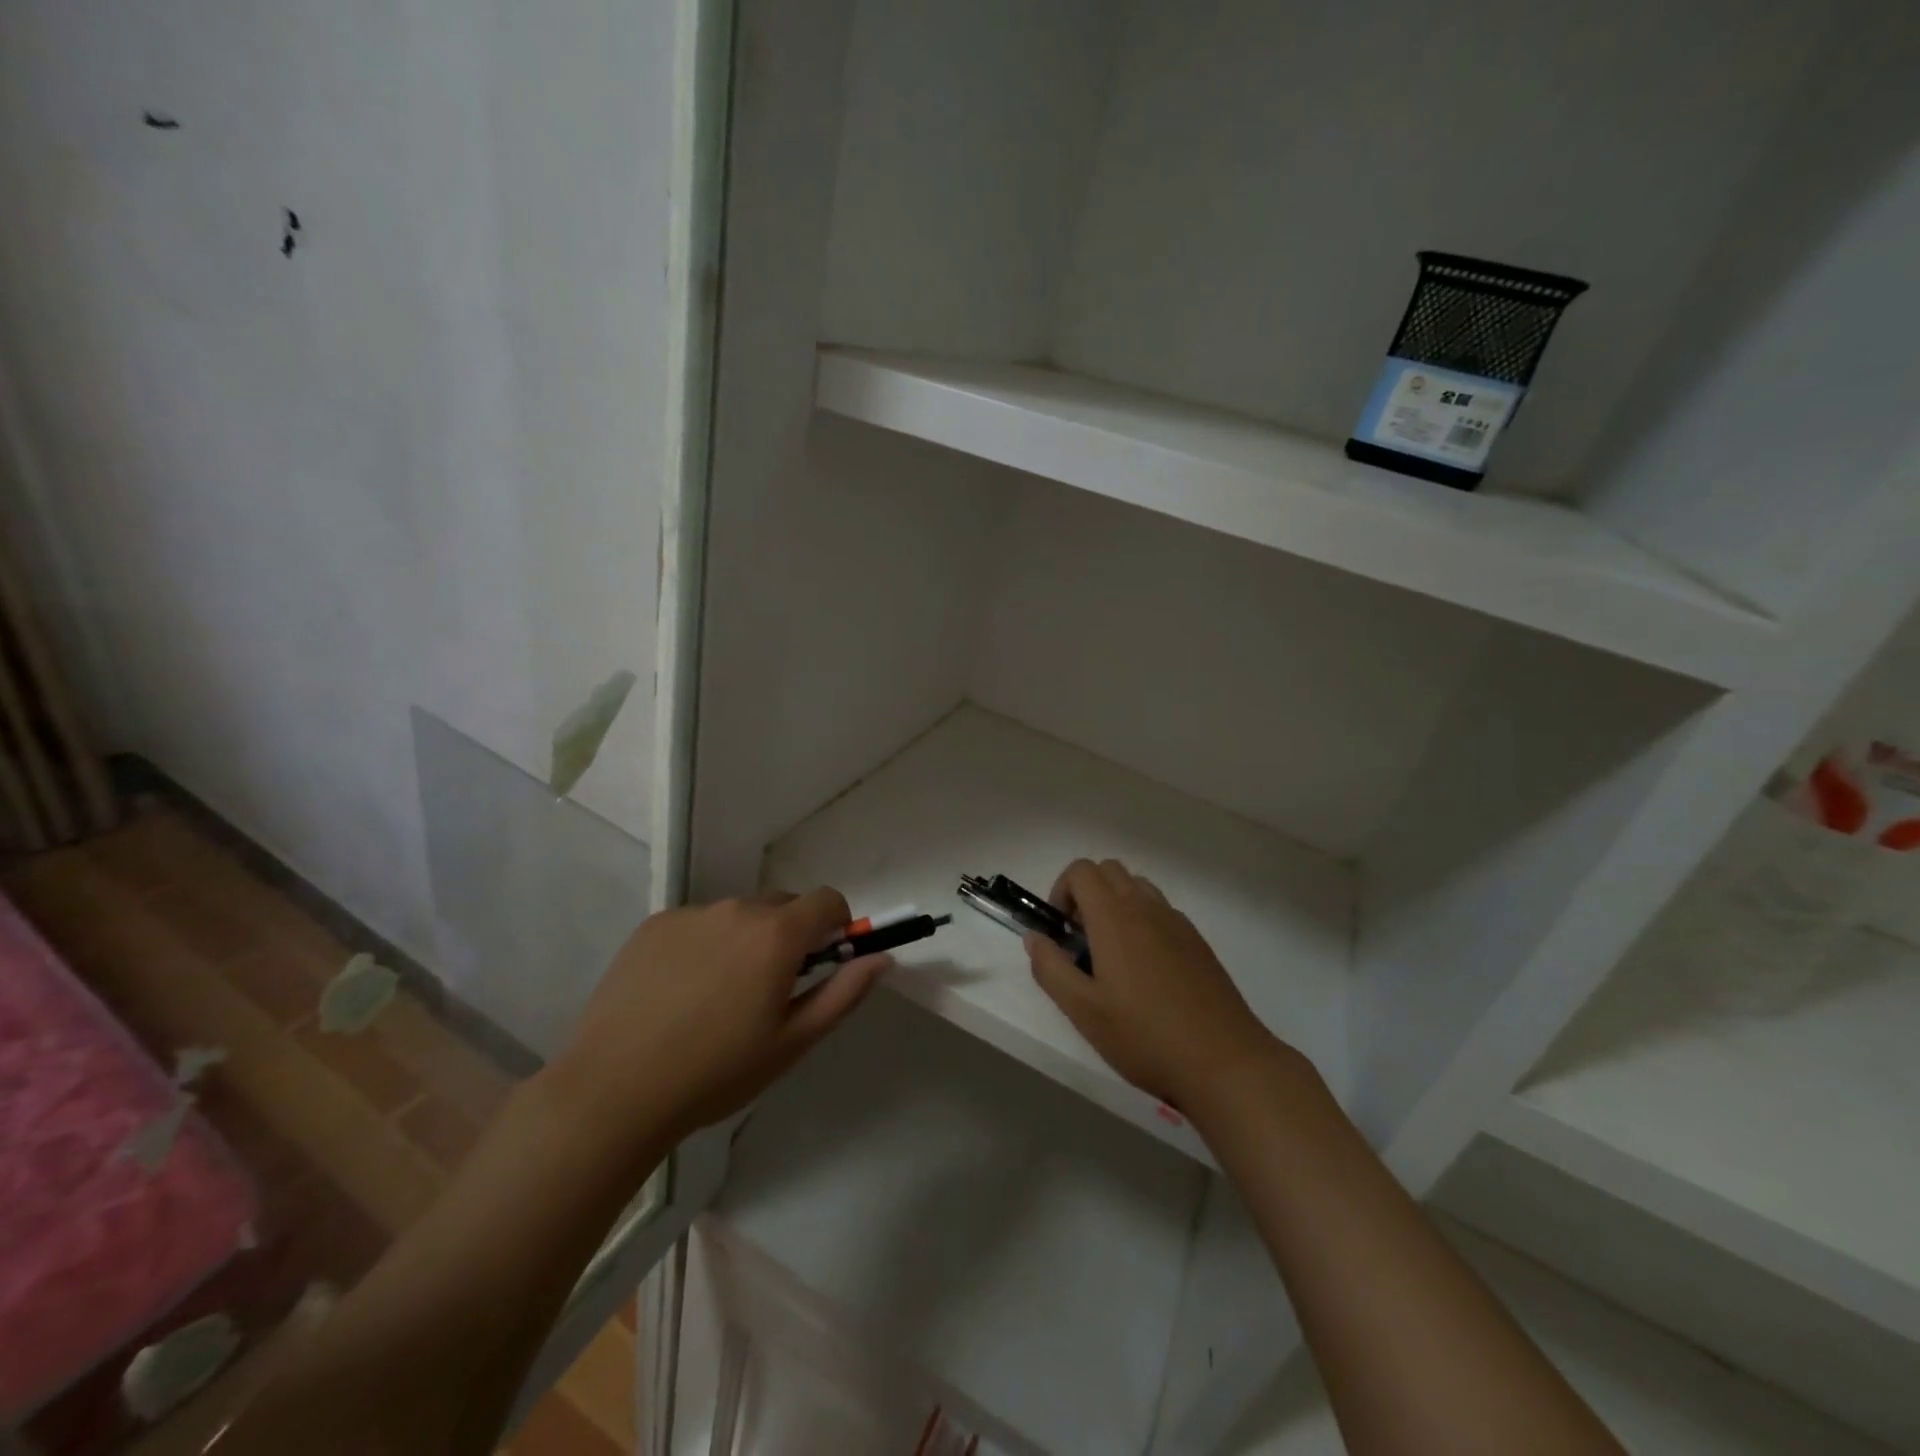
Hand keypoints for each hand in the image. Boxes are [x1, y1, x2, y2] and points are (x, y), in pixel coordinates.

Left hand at [550, 888, 887, 1149]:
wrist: (614, 1090)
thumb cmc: (716, 1072)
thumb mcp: (793, 1042)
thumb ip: (844, 992)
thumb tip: (882, 957)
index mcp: (777, 934)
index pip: (828, 899)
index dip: (836, 924)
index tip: (825, 959)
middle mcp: (737, 909)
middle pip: (783, 904)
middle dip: (791, 934)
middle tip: (770, 987)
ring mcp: (691, 913)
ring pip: (739, 914)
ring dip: (746, 939)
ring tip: (719, 996)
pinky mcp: (654, 924)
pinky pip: (698, 923)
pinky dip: (705, 944)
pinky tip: (681, 991)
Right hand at [1026, 858, 1284, 1112]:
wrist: (1225, 1061)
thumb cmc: (1145, 1037)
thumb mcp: (1084, 1011)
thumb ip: (1051, 968)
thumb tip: (1034, 937)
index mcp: (1114, 917)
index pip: (1082, 870)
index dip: (1062, 890)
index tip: (1061, 930)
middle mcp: (1146, 908)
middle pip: (1109, 870)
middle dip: (1086, 893)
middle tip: (1081, 940)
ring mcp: (1177, 922)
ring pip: (1138, 887)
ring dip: (1116, 904)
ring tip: (1112, 955)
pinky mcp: (1197, 942)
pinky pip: (1161, 911)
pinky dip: (1143, 921)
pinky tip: (1146, 972)